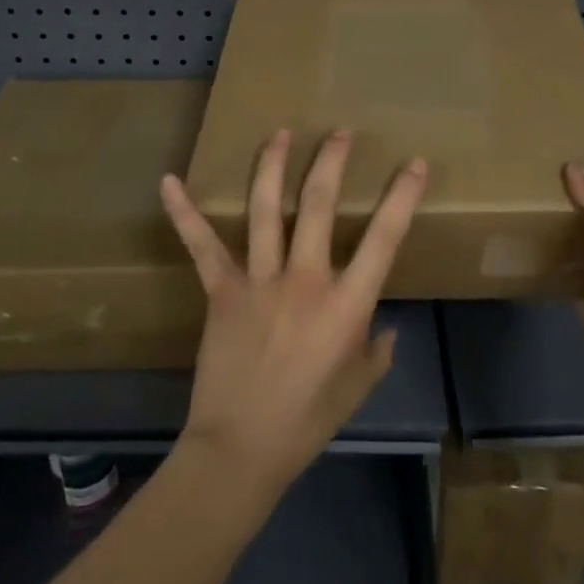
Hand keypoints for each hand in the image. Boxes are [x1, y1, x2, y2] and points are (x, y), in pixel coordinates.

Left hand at [160, 129, 425, 502]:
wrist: (241, 450)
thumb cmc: (307, 420)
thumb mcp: (358, 387)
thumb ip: (377, 351)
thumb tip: (385, 328)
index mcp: (346, 304)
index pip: (384, 237)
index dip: (403, 196)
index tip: (413, 164)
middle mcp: (305, 279)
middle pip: (318, 204)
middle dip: (331, 161)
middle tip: (340, 132)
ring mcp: (259, 280)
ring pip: (265, 209)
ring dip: (272, 166)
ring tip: (280, 133)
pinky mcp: (222, 290)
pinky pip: (201, 245)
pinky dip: (184, 212)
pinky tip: (170, 181)